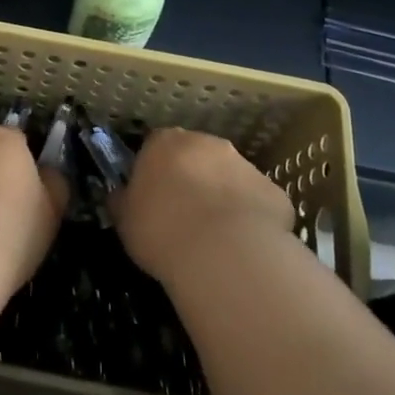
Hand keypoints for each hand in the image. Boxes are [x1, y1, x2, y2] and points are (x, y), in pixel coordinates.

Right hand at [110, 128, 294, 286]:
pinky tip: (242, 247)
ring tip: (214, 237)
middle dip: (191, 178)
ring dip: (222, 196)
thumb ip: (123, 201)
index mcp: (165, 142)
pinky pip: (256, 202)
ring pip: (229, 177)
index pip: (155, 146)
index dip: (154, 171)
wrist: (223, 253)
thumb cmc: (161, 230)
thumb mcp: (124, 220)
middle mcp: (207, 143)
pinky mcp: (273, 191)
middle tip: (183, 215)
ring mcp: (244, 164)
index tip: (151, 197)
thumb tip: (121, 196)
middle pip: (195, 155)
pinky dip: (250, 218)